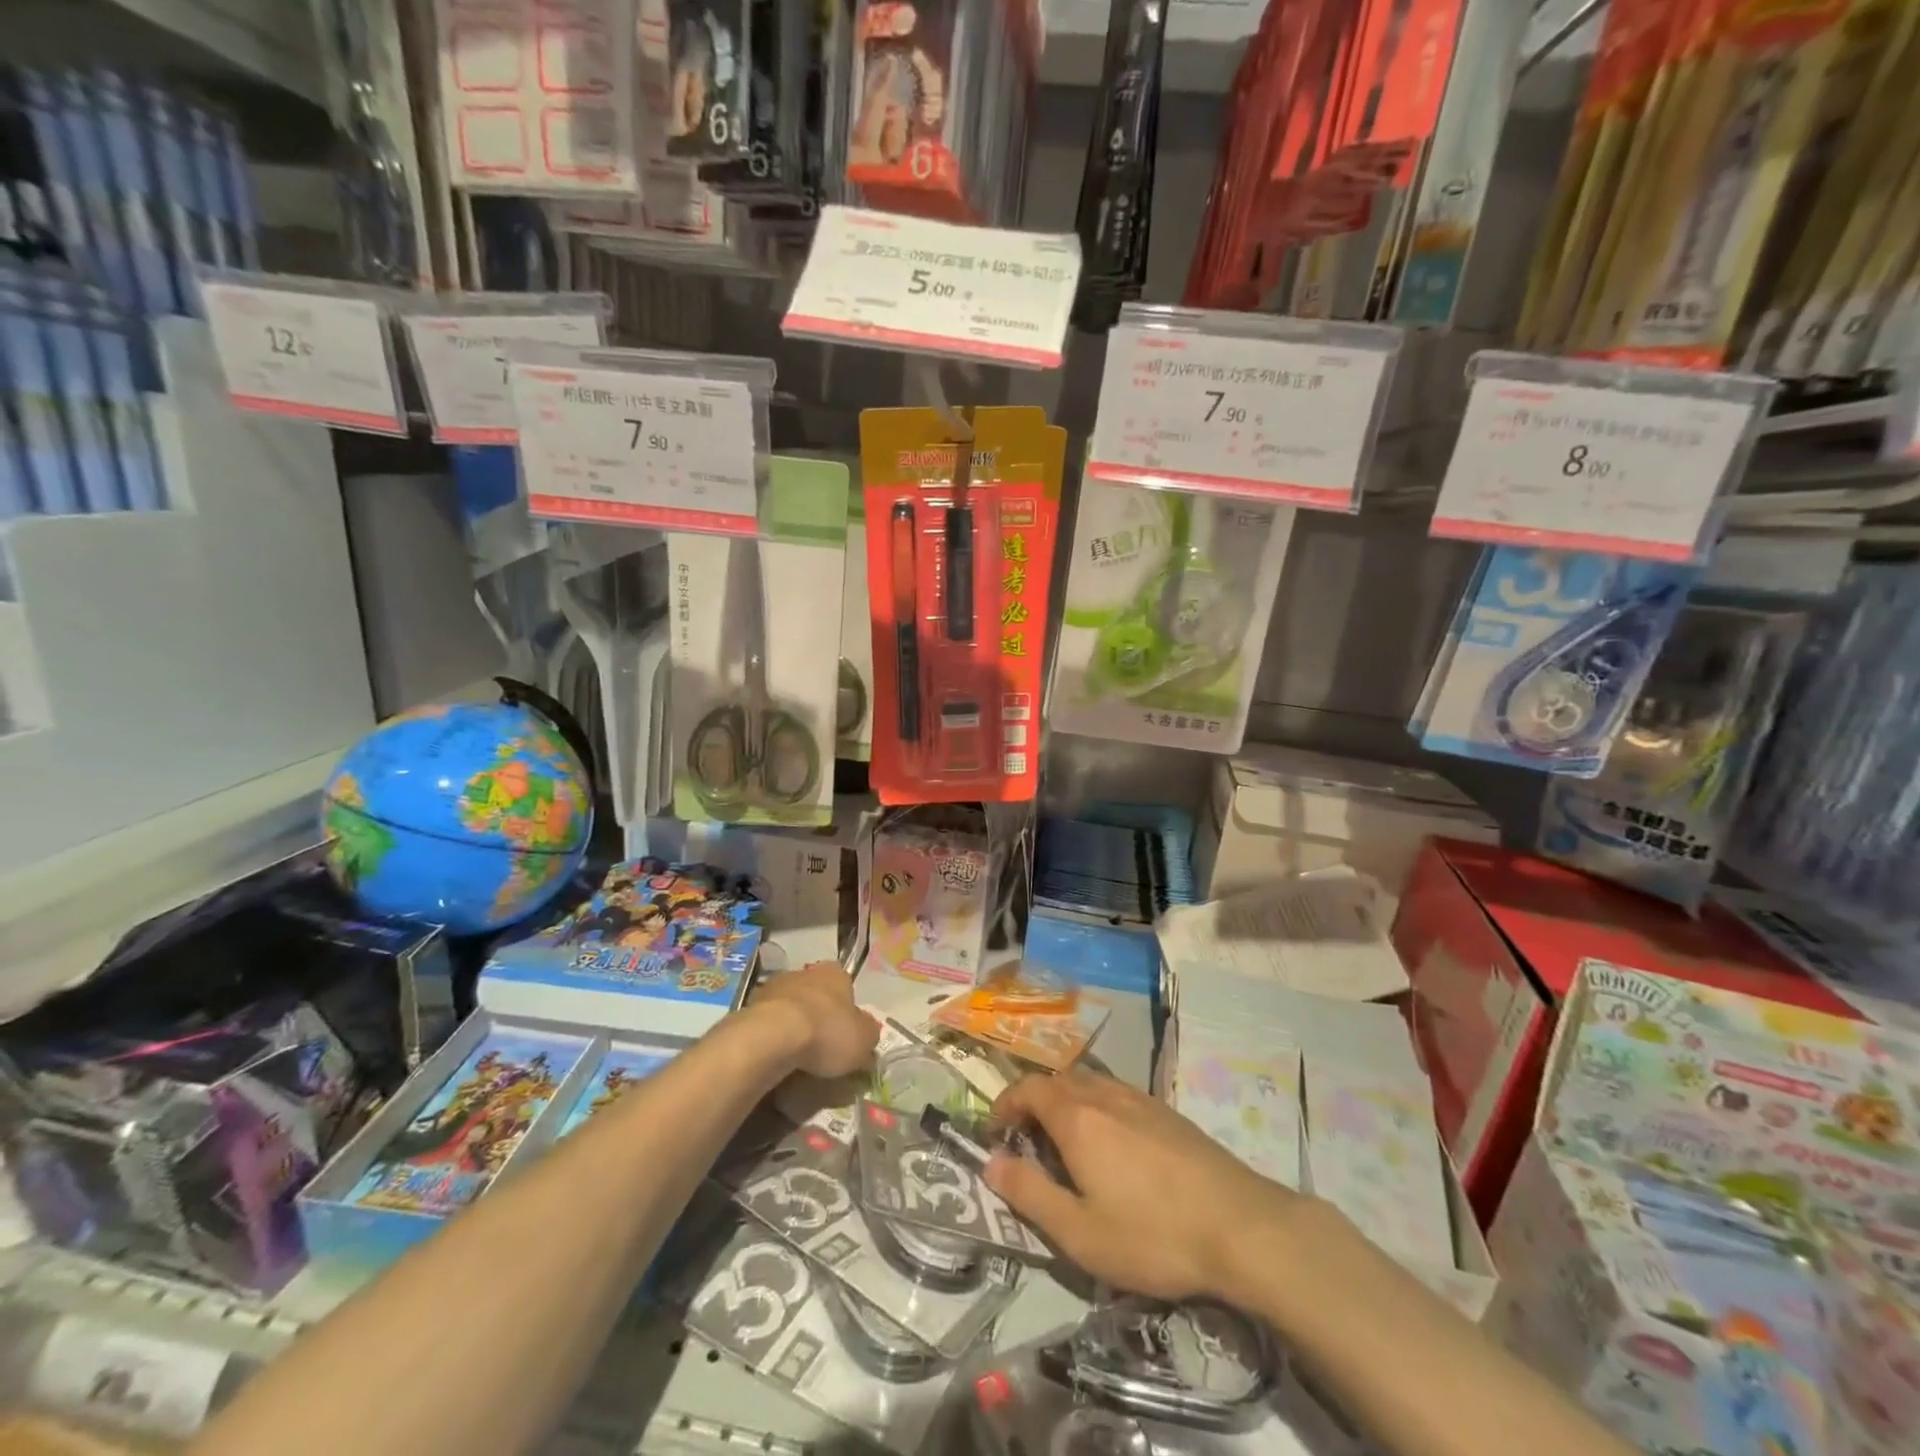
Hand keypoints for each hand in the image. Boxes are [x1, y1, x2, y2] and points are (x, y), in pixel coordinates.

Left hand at [750, 962, 877, 1078]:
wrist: (772, 1037)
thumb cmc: (827, 1032)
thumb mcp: (864, 1040)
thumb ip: (868, 1035)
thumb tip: (866, 1035)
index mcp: (835, 973)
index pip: (846, 987)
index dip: (847, 1012)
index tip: (845, 1035)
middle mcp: (805, 972)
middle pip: (817, 996)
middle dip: (819, 1018)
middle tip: (822, 1049)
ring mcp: (774, 987)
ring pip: (790, 1008)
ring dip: (793, 1027)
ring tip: (796, 1060)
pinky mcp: (749, 1007)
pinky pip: (768, 1024)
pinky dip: (772, 1039)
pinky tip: (776, 1059)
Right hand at [984, 1072, 1299, 1301]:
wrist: (1241, 1226)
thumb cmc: (1152, 1234)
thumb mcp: (1079, 1232)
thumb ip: (1030, 1194)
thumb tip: (990, 1164)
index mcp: (1077, 1117)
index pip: (1028, 1089)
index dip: (1006, 1104)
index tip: (995, 1132)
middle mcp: (1104, 1095)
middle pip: (1058, 1081)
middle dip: (1034, 1103)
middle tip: (1028, 1141)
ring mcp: (1140, 1099)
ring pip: (1090, 1085)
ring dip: (1067, 1103)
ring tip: (1067, 1144)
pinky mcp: (1168, 1112)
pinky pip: (1118, 1095)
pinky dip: (1098, 1108)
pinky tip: (1114, 1146)